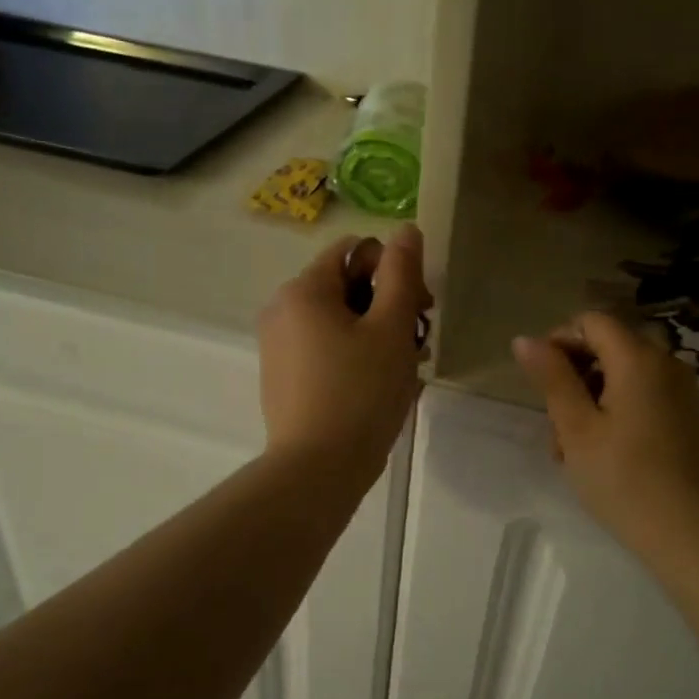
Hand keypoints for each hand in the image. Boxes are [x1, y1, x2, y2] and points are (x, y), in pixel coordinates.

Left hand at [258, 224, 430, 484]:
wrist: (317, 469)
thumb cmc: (361, 392)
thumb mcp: (391, 328)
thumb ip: (402, 273)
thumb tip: (406, 229)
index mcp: (304, 289)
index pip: (356, 250)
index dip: (394, 270)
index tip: (420, 308)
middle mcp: (282, 309)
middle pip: (347, 285)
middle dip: (389, 305)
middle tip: (419, 342)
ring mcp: (278, 345)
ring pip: (339, 320)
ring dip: (378, 333)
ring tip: (407, 368)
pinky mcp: (283, 376)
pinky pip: (325, 348)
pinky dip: (355, 354)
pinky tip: (380, 384)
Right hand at [513, 313, 698, 560]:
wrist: (690, 535)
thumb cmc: (624, 479)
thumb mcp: (576, 428)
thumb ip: (552, 377)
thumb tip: (525, 339)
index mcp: (639, 358)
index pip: (591, 322)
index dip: (559, 342)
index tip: (541, 384)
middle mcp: (666, 363)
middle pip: (607, 348)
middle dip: (573, 378)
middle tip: (554, 427)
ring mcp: (681, 391)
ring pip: (621, 376)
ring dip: (589, 400)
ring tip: (570, 451)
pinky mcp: (686, 416)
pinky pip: (642, 396)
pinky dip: (615, 412)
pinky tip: (600, 453)